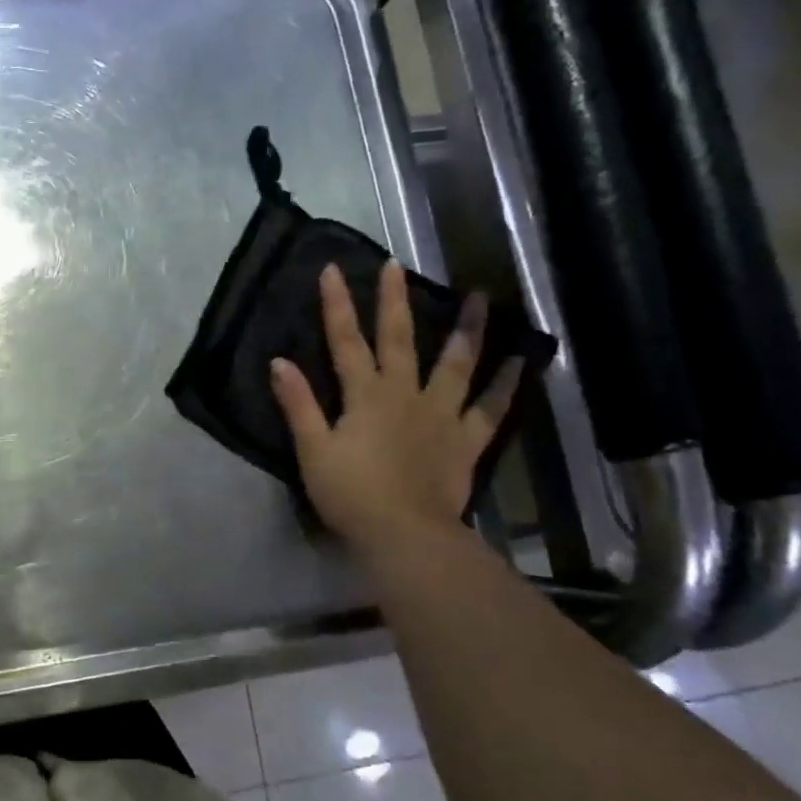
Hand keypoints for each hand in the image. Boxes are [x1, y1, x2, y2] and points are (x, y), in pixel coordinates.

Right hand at [269, 260, 520, 553]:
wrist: (405, 534)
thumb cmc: (351, 493)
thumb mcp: (312, 450)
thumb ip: (298, 405)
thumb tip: (279, 362)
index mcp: (365, 395)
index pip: (346, 341)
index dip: (338, 305)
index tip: (333, 269)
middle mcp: (405, 394)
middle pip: (400, 340)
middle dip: (394, 301)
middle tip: (396, 266)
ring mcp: (441, 415)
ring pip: (456, 364)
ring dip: (467, 329)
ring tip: (480, 297)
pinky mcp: (466, 440)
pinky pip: (491, 408)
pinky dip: (506, 384)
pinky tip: (521, 361)